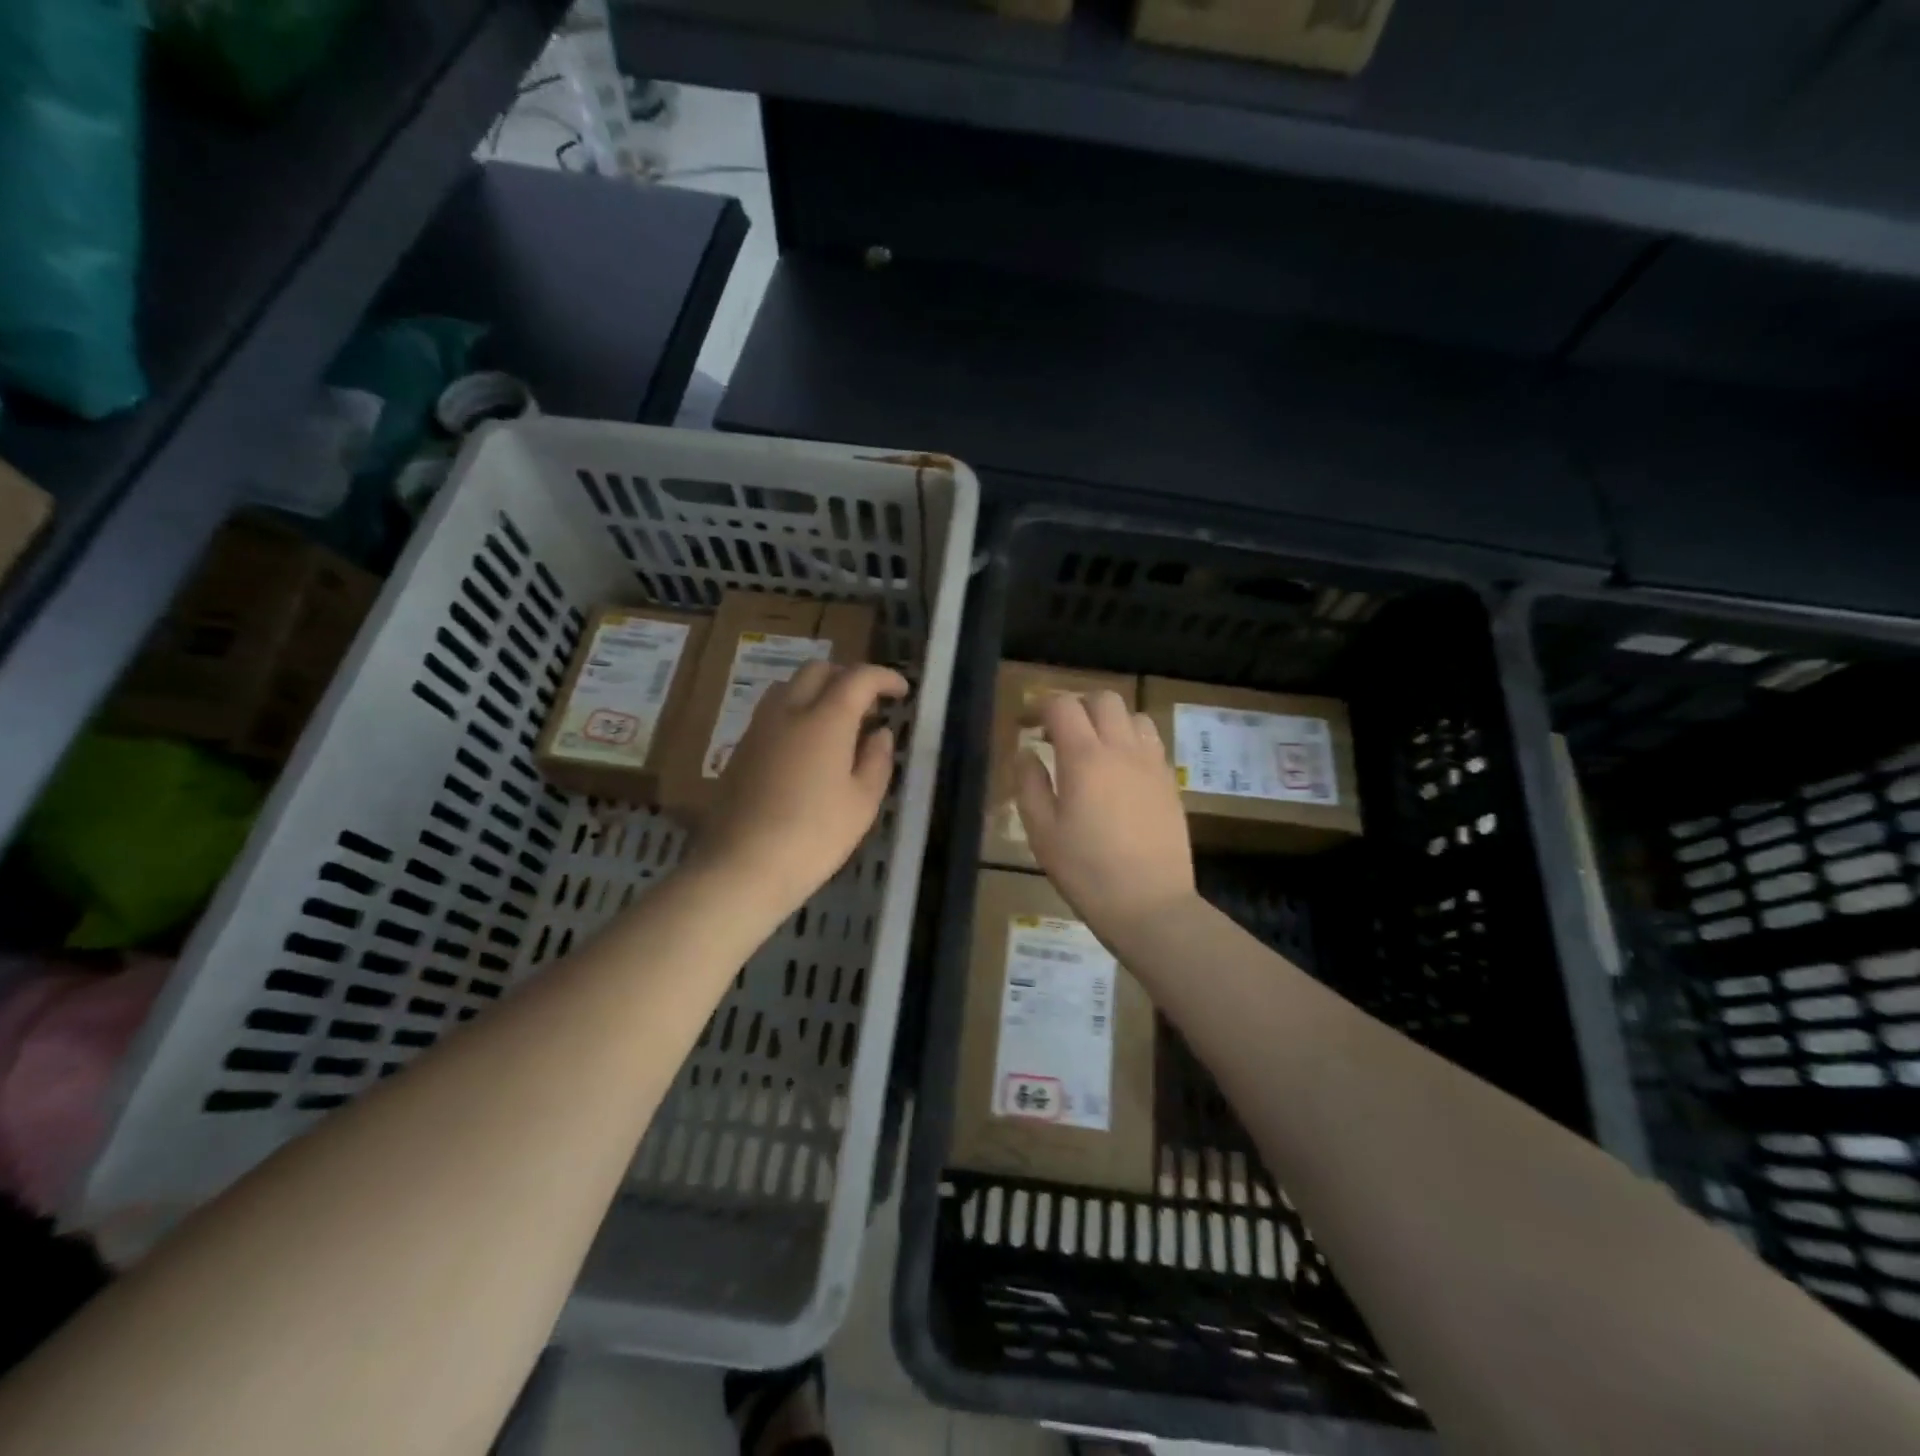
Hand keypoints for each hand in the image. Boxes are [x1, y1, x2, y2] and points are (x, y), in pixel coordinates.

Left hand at [689, 660, 907, 915]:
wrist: (744, 865)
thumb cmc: (815, 836)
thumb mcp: (862, 802)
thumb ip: (877, 760)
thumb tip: (880, 734)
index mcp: (825, 719)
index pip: (858, 678)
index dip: (884, 677)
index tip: (902, 691)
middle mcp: (788, 711)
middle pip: (818, 670)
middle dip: (848, 677)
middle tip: (869, 706)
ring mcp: (759, 728)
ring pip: (789, 686)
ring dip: (818, 691)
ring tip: (837, 723)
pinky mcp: (740, 749)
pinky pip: (772, 712)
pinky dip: (796, 712)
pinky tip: (807, 747)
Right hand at [1015, 690, 1196, 943]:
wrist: (1150, 905)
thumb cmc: (1086, 871)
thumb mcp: (1042, 832)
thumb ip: (1029, 784)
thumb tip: (1026, 752)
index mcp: (1085, 758)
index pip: (1062, 706)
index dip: (1039, 706)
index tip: (1025, 723)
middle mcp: (1122, 749)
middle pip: (1103, 699)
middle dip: (1076, 705)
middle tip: (1056, 732)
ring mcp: (1152, 764)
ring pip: (1133, 715)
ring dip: (1108, 720)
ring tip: (1091, 747)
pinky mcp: (1170, 782)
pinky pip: (1151, 742)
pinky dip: (1130, 740)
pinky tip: (1119, 770)